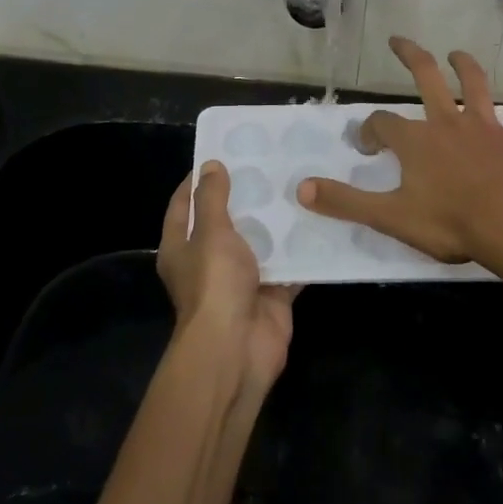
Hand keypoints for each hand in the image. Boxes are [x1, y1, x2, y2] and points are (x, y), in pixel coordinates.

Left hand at [158, 161, 298, 399]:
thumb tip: (210, 165)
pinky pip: (289, 266)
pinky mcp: (271, 294)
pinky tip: (321, 221)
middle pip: (227, 222)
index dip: (198, 180)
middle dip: (246, 196)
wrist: (237, 349)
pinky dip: (302, 250)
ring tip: (299, 184)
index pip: (184, 205)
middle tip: (271, 163)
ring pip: (261, 242)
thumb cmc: (214, 284)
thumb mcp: (210, 232)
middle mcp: (209, 263)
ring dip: (277, 221)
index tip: (222, 154)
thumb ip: (213, 198)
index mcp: (182, 248)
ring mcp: (241, 280)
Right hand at [296, 37, 502, 279]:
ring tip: (458, 54)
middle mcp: (449, 122)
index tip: (369, 145)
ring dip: (466, 67)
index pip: (382, 123)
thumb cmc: (450, 223)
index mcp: (417, 140)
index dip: (370, 130)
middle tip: (398, 40)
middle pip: (426, 77)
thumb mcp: (390, 217)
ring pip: (476, 86)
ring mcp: (488, 128)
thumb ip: (346, 202)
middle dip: (410, 56)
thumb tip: (301, 189)